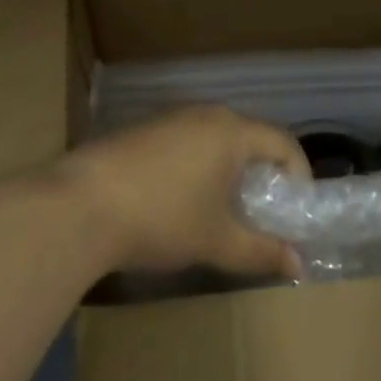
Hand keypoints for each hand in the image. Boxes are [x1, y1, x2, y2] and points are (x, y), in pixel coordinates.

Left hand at [57, 106, 310, 279]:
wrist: (82, 203)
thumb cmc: (162, 217)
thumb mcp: (216, 240)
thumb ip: (261, 252)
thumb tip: (298, 266)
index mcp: (232, 131)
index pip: (283, 142)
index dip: (299, 176)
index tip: (296, 214)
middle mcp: (206, 113)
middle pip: (251, 137)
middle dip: (264, 175)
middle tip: (263, 216)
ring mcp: (172, 117)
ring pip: (218, 139)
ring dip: (230, 171)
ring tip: (224, 212)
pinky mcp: (145, 129)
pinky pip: (189, 140)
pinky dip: (200, 166)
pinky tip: (182, 200)